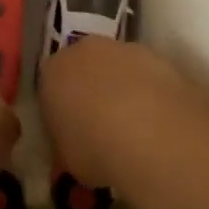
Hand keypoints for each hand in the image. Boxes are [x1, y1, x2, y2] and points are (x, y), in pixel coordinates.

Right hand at [38, 38, 197, 186]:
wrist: (150, 132)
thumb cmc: (96, 148)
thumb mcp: (68, 160)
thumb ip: (67, 145)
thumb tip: (76, 146)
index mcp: (53, 72)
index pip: (50, 86)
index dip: (60, 110)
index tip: (71, 134)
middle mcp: (84, 50)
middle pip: (84, 68)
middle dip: (91, 92)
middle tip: (102, 128)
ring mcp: (122, 48)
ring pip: (117, 68)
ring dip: (122, 89)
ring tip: (135, 130)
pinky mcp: (155, 55)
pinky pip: (146, 75)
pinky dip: (149, 93)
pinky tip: (158, 123)